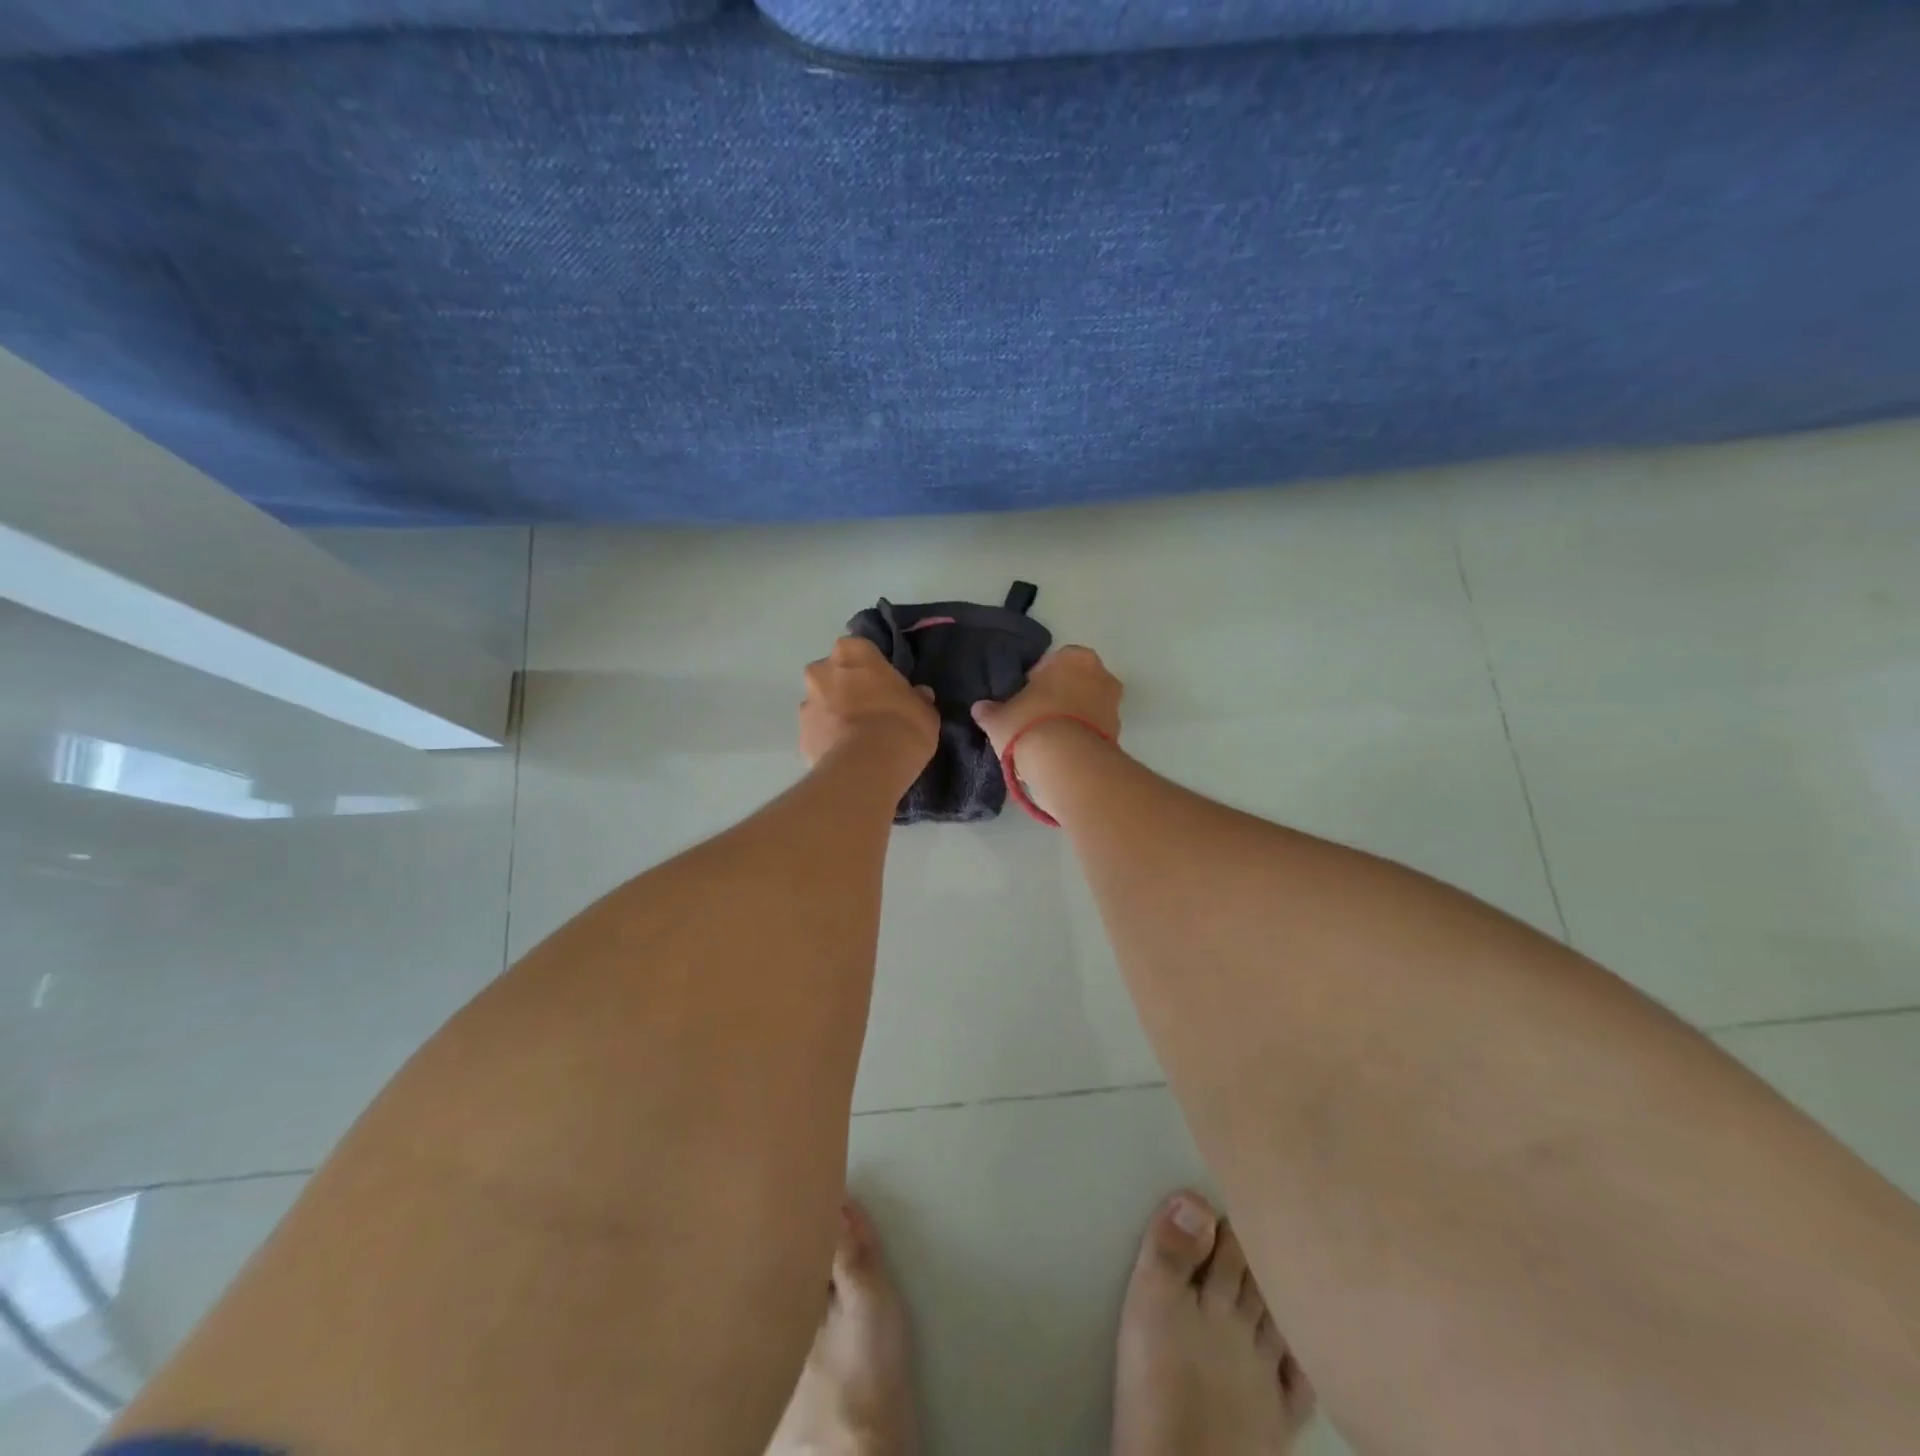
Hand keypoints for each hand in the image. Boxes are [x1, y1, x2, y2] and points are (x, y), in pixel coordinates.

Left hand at [800, 637, 938, 781]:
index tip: (884, 686)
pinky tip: (846, 756)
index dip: (872, 668)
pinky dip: (828, 740)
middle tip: (870, 711)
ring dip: (834, 715)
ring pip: (821, 703)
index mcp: (853, 652)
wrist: (867, 768)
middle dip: (847, 688)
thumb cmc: (902, 726)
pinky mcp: (800, 736)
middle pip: (833, 674)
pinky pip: (818, 733)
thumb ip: (917, 698)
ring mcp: (806, 704)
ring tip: (857, 739)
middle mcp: (822, 670)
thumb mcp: (925, 711)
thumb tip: (919, 695)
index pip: (860, 649)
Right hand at [971, 646, 1122, 756]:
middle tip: (1035, 719)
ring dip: (1072, 719)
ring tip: (1048, 741)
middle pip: (1074, 683)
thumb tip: (981, 709)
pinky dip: (1081, 738)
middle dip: (1059, 697)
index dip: (1036, 682)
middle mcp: (1101, 674)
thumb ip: (990, 711)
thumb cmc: (1030, 725)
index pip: (1052, 663)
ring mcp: (1114, 705)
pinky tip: (1062, 753)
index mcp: (1074, 657)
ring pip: (1087, 707)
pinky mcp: (1118, 735)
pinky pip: (1094, 730)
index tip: (1024, 700)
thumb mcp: (999, 718)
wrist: (1067, 764)